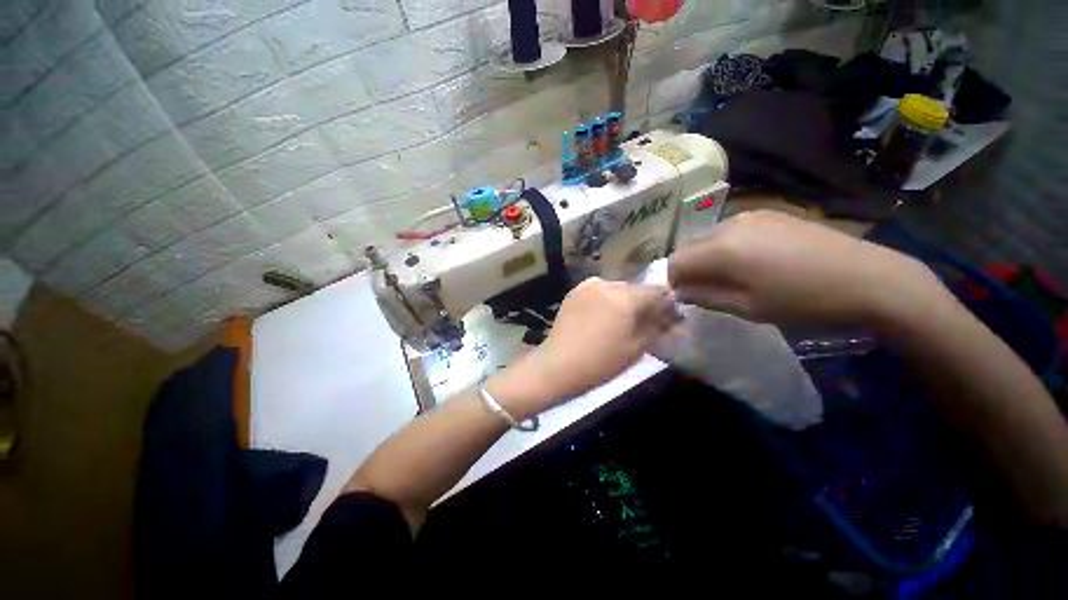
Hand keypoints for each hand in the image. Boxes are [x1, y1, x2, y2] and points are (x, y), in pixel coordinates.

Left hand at [487, 278, 678, 418]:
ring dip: (623, 300)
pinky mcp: (574, 292)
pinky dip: (605, 299)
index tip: (668, 317)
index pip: (657, 290)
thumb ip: (656, 325)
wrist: (558, 364)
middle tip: (643, 321)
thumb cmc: (601, 361)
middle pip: (635, 288)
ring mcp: (588, 286)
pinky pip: (598, 290)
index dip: (667, 303)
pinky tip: (601, 315)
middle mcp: (608, 284)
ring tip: (620, 320)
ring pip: (616, 288)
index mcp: (626, 297)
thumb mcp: (636, 347)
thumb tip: (671, 315)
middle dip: (643, 302)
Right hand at [668, 210, 942, 325]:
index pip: (675, 261)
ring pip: (709, 238)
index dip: (673, 280)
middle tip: (705, 289)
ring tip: (731, 277)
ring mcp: (750, 216)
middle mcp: (729, 225)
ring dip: (708, 258)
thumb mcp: (746, 307)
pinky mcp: (769, 214)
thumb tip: (680, 291)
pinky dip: (727, 248)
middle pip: (689, 246)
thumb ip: (704, 297)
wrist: (868, 278)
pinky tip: (752, 263)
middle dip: (688, 268)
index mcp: (721, 249)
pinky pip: (731, 232)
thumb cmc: (803, 300)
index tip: (685, 296)